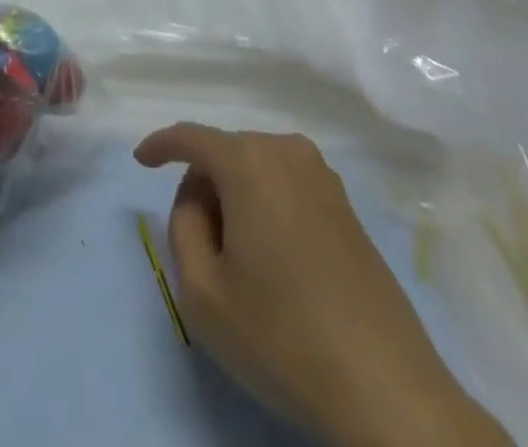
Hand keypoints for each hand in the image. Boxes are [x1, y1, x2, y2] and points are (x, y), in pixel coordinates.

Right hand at [135, 124, 508, 446]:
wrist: (387, 389)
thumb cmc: (282, 335)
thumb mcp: (201, 291)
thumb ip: (182, 227)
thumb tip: (198, 198)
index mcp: (248, 161)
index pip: (191, 137)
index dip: (160, 145)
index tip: (140, 160)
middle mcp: (286, 151)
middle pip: (225, 154)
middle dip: (203, 186)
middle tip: (199, 244)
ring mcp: (323, 176)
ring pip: (257, 169)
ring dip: (236, 198)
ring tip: (239, 259)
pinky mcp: (347, 206)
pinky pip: (287, 186)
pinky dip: (267, 206)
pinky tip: (274, 259)